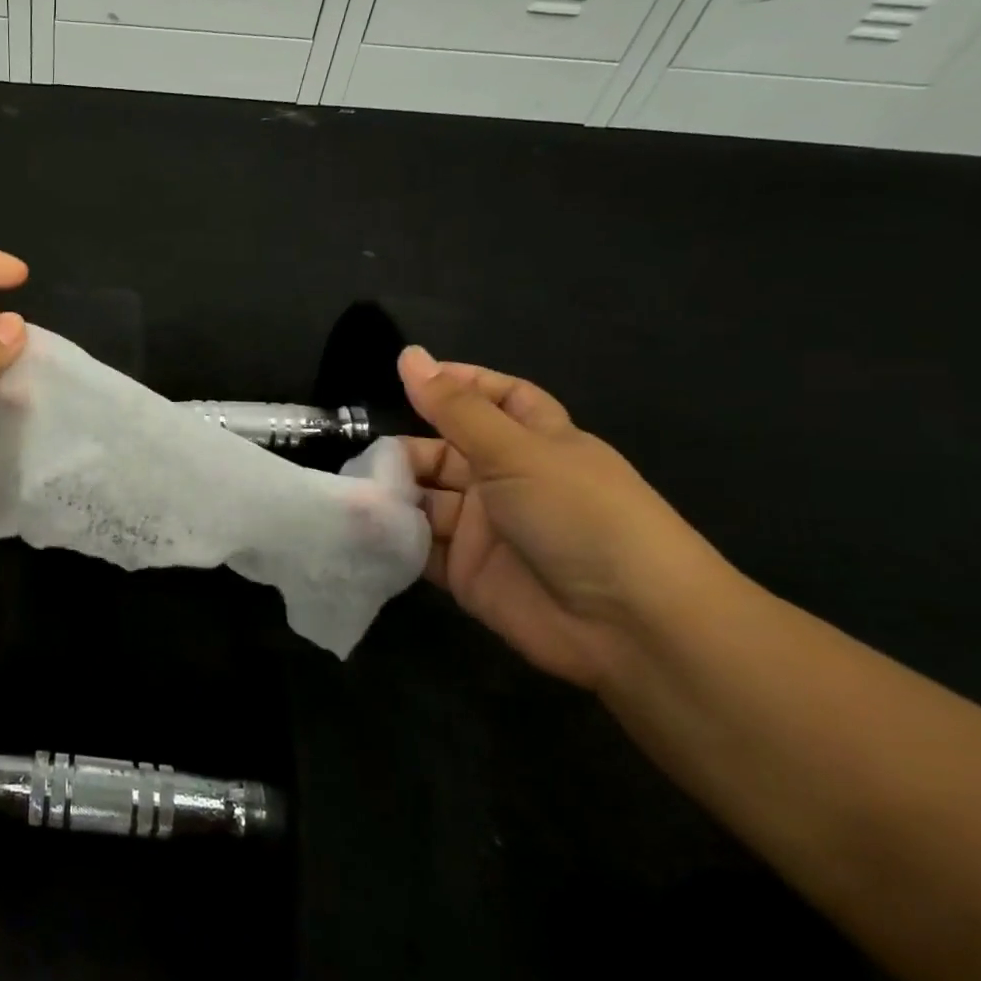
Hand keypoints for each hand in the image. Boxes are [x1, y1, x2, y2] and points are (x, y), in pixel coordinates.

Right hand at [397, 346, 733, 688]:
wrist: (628, 626)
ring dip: (393, 495)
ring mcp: (485, 528)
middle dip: (404, 451)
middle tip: (363, 459)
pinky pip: (420, 546)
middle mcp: (507, 480)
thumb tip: (409, 354)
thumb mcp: (516, 451)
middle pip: (444, 451)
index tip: (405, 376)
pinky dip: (392, 537)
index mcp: (534, 441)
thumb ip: (454, 408)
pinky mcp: (466, 571)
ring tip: (353, 496)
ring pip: (426, 499)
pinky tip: (363, 528)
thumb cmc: (579, 515)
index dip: (456, 384)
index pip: (495, 398)